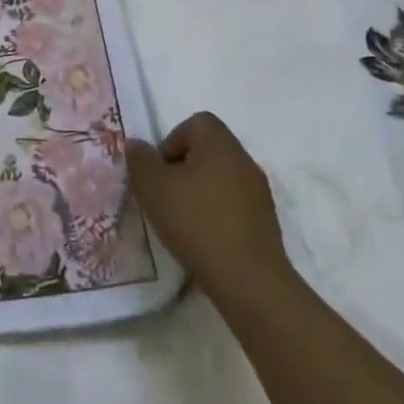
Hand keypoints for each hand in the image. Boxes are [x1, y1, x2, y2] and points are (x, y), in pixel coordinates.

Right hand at [126, 111, 293, 301]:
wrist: (249, 281)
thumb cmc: (196, 222)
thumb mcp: (152, 188)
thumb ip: (140, 160)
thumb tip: (137, 145)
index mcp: (220, 144)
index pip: (197, 122)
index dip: (172, 140)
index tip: (160, 171)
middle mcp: (244, 160)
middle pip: (208, 150)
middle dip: (183, 168)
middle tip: (166, 196)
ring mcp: (259, 192)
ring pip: (221, 179)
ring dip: (200, 192)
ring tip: (182, 221)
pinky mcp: (266, 222)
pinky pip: (234, 205)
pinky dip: (217, 214)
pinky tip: (204, 239)